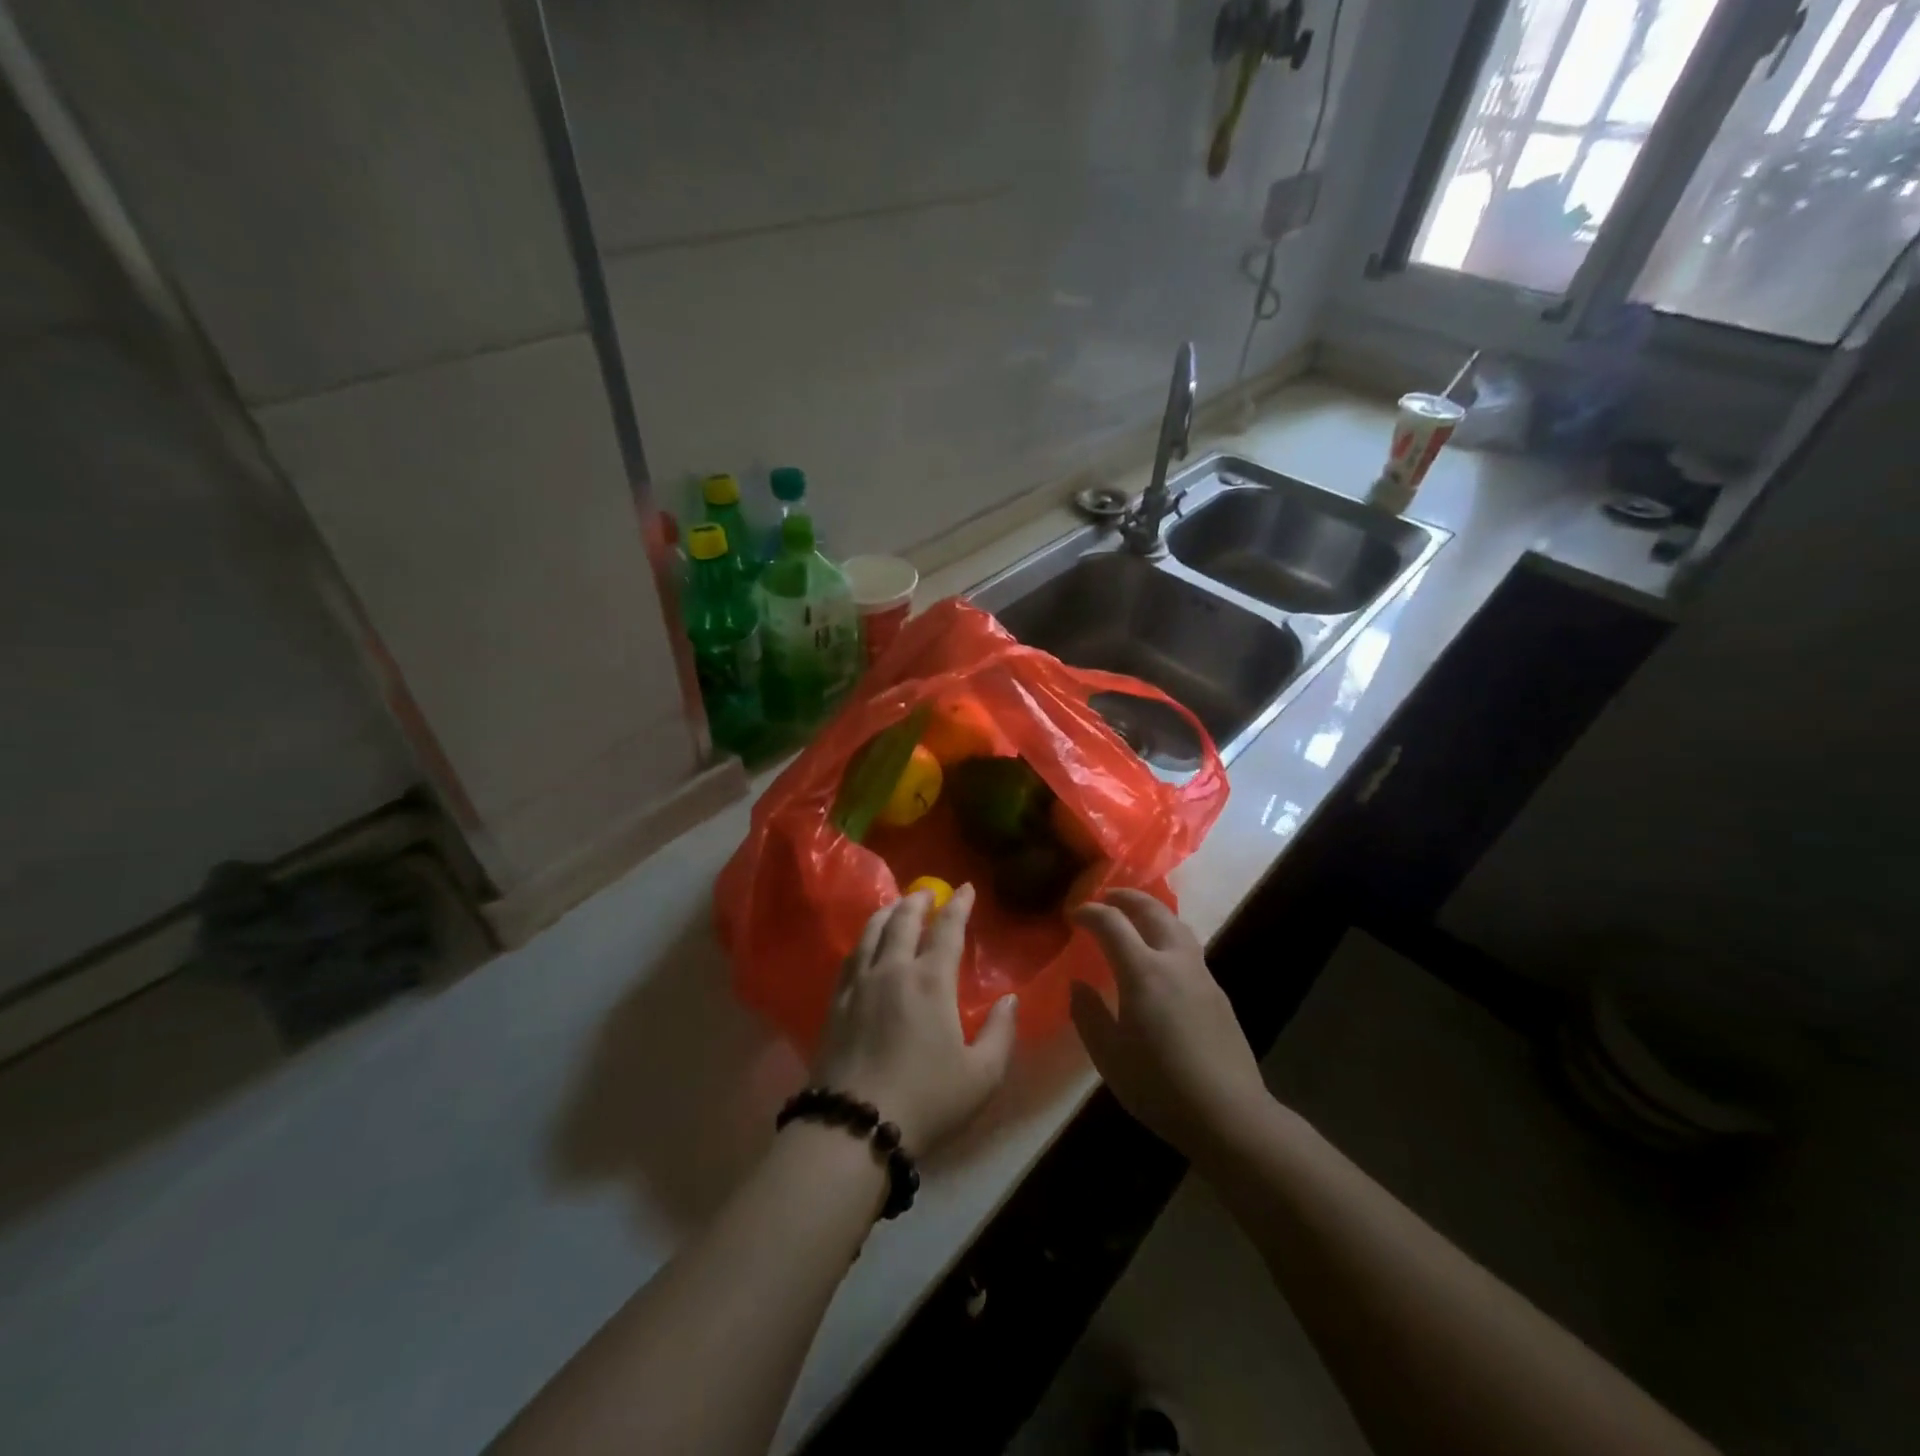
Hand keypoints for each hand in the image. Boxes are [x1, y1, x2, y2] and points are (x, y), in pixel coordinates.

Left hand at [811, 885, 1018, 1154]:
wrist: (854, 1125)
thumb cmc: (928, 1100)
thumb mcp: (982, 1075)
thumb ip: (1001, 1033)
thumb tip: (1010, 1000)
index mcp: (931, 981)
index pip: (947, 930)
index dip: (959, 906)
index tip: (966, 888)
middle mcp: (893, 970)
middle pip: (903, 921)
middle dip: (918, 901)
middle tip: (926, 892)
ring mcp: (860, 984)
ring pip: (872, 932)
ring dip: (887, 913)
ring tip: (895, 907)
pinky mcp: (837, 1002)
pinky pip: (851, 956)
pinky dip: (863, 939)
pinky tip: (865, 944)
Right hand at [1069, 889, 1267, 1159]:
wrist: (1229, 1115)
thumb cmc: (1160, 1086)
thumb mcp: (1109, 1056)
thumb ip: (1088, 1014)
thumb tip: (1078, 985)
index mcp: (1143, 972)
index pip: (1111, 922)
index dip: (1089, 912)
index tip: (1073, 915)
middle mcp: (1174, 961)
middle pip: (1151, 909)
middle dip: (1125, 897)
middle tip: (1104, 898)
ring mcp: (1201, 974)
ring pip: (1176, 924)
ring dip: (1150, 911)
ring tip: (1132, 917)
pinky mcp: (1217, 992)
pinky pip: (1187, 947)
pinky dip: (1167, 934)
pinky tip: (1159, 958)